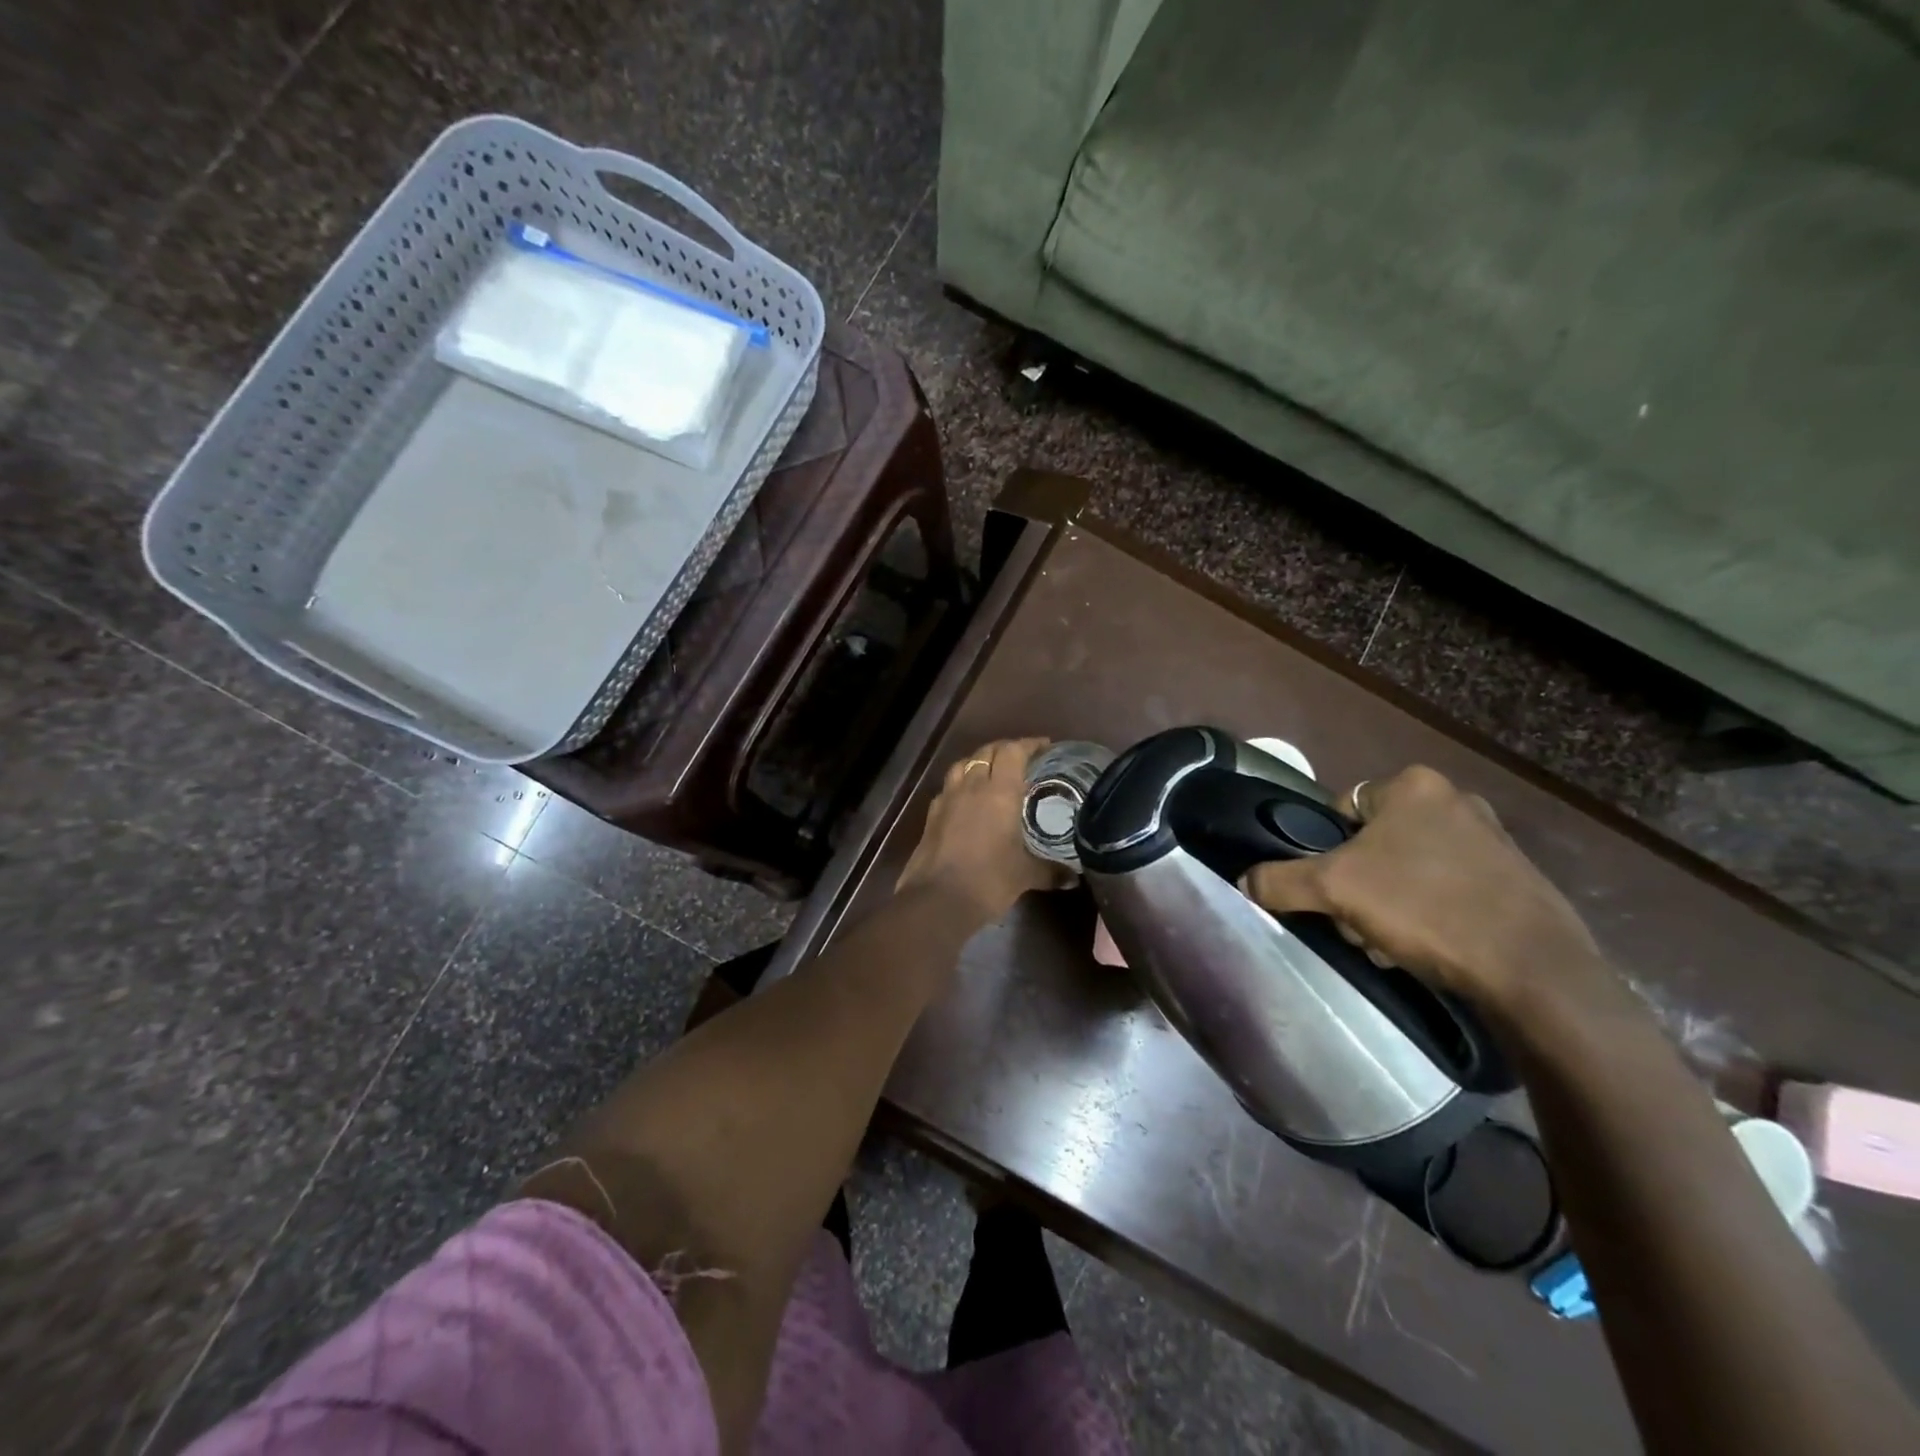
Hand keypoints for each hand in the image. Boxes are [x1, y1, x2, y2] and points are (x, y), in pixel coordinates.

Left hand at [897, 738, 1066, 921]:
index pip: (1012, 751)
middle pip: (986, 752)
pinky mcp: (931, 815)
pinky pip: (948, 787)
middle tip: (1022, 758)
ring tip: (992, 772)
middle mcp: (972, 787)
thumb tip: (1073, 878)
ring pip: (962, 765)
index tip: (1045, 747)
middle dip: (1005, 749)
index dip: (1029, 744)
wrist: (937, 900)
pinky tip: (967, 799)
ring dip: (979, 762)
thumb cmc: (988, 880)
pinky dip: (960, 784)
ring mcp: (947, 798)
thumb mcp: (1026, 876)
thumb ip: (1051, 872)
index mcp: (999, 792)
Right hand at [1241, 766, 1609, 1018]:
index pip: (1341, 810)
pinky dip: (1431, 914)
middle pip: (1374, 844)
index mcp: (1413, 785)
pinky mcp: (1517, 878)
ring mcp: (1493, 839)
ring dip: (1390, 904)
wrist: (1534, 970)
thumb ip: (1280, 881)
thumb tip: (1242, 882)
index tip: (1331, 889)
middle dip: (1360, 885)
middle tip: (1359, 922)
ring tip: (1393, 943)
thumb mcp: (1333, 890)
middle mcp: (1456, 799)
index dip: (1327, 852)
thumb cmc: (1424, 907)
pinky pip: (1449, 888)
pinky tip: (1430, 948)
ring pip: (1409, 869)